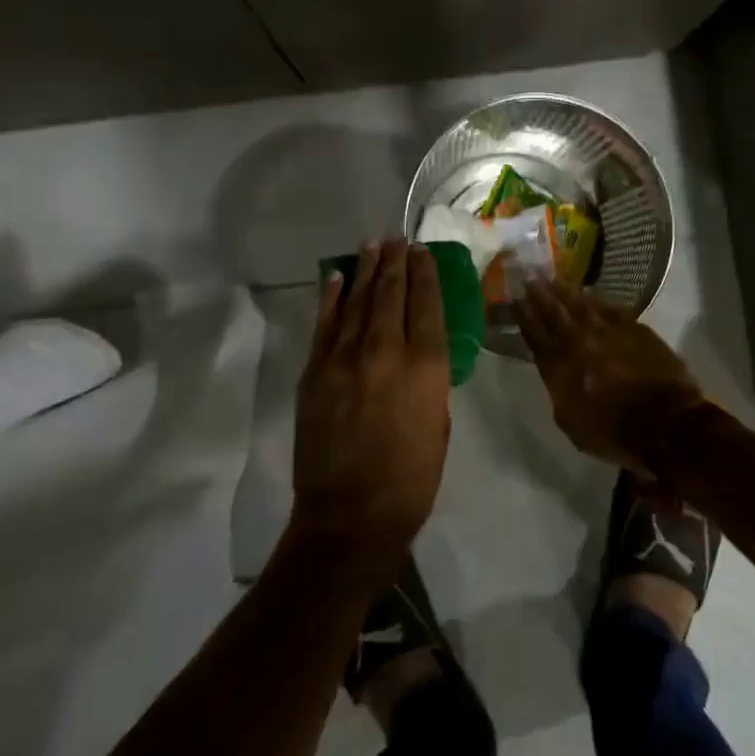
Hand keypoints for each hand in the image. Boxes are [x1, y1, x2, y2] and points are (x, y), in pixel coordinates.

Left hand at [292, 239, 451, 577]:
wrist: (349, 516)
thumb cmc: (410, 480)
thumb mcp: (438, 426)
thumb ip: (428, 382)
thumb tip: (417, 356)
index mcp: (427, 367)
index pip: (427, 304)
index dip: (425, 273)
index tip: (422, 251)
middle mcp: (387, 351)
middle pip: (391, 293)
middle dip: (395, 262)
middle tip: (397, 239)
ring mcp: (346, 359)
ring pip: (358, 301)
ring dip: (366, 270)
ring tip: (373, 246)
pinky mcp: (316, 372)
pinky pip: (325, 324)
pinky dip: (332, 297)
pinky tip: (337, 277)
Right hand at [515, 281, 705, 473]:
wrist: (666, 423)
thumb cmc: (614, 433)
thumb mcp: (570, 421)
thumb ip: (558, 389)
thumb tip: (556, 369)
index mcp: (559, 367)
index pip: (535, 334)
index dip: (523, 314)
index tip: (514, 296)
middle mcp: (580, 342)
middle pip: (555, 311)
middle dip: (540, 292)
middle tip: (529, 274)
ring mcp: (609, 331)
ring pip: (582, 304)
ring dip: (566, 290)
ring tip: (554, 278)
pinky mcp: (635, 328)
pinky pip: (611, 307)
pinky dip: (598, 299)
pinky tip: (592, 293)